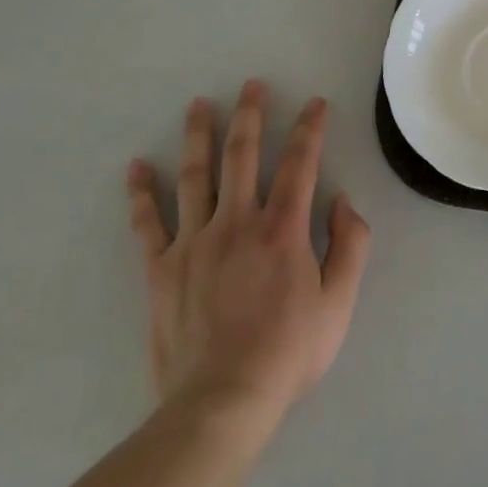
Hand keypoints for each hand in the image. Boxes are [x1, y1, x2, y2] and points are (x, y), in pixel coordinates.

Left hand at [126, 82, 370, 420]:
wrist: (222, 401)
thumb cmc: (289, 352)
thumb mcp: (339, 302)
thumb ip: (350, 245)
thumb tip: (343, 201)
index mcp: (283, 229)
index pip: (300, 164)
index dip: (310, 129)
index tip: (314, 103)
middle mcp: (237, 223)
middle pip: (243, 156)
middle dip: (250, 115)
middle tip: (250, 85)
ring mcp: (194, 243)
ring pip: (195, 176)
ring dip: (199, 136)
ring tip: (198, 105)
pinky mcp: (161, 269)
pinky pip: (148, 223)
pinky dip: (141, 193)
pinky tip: (136, 167)